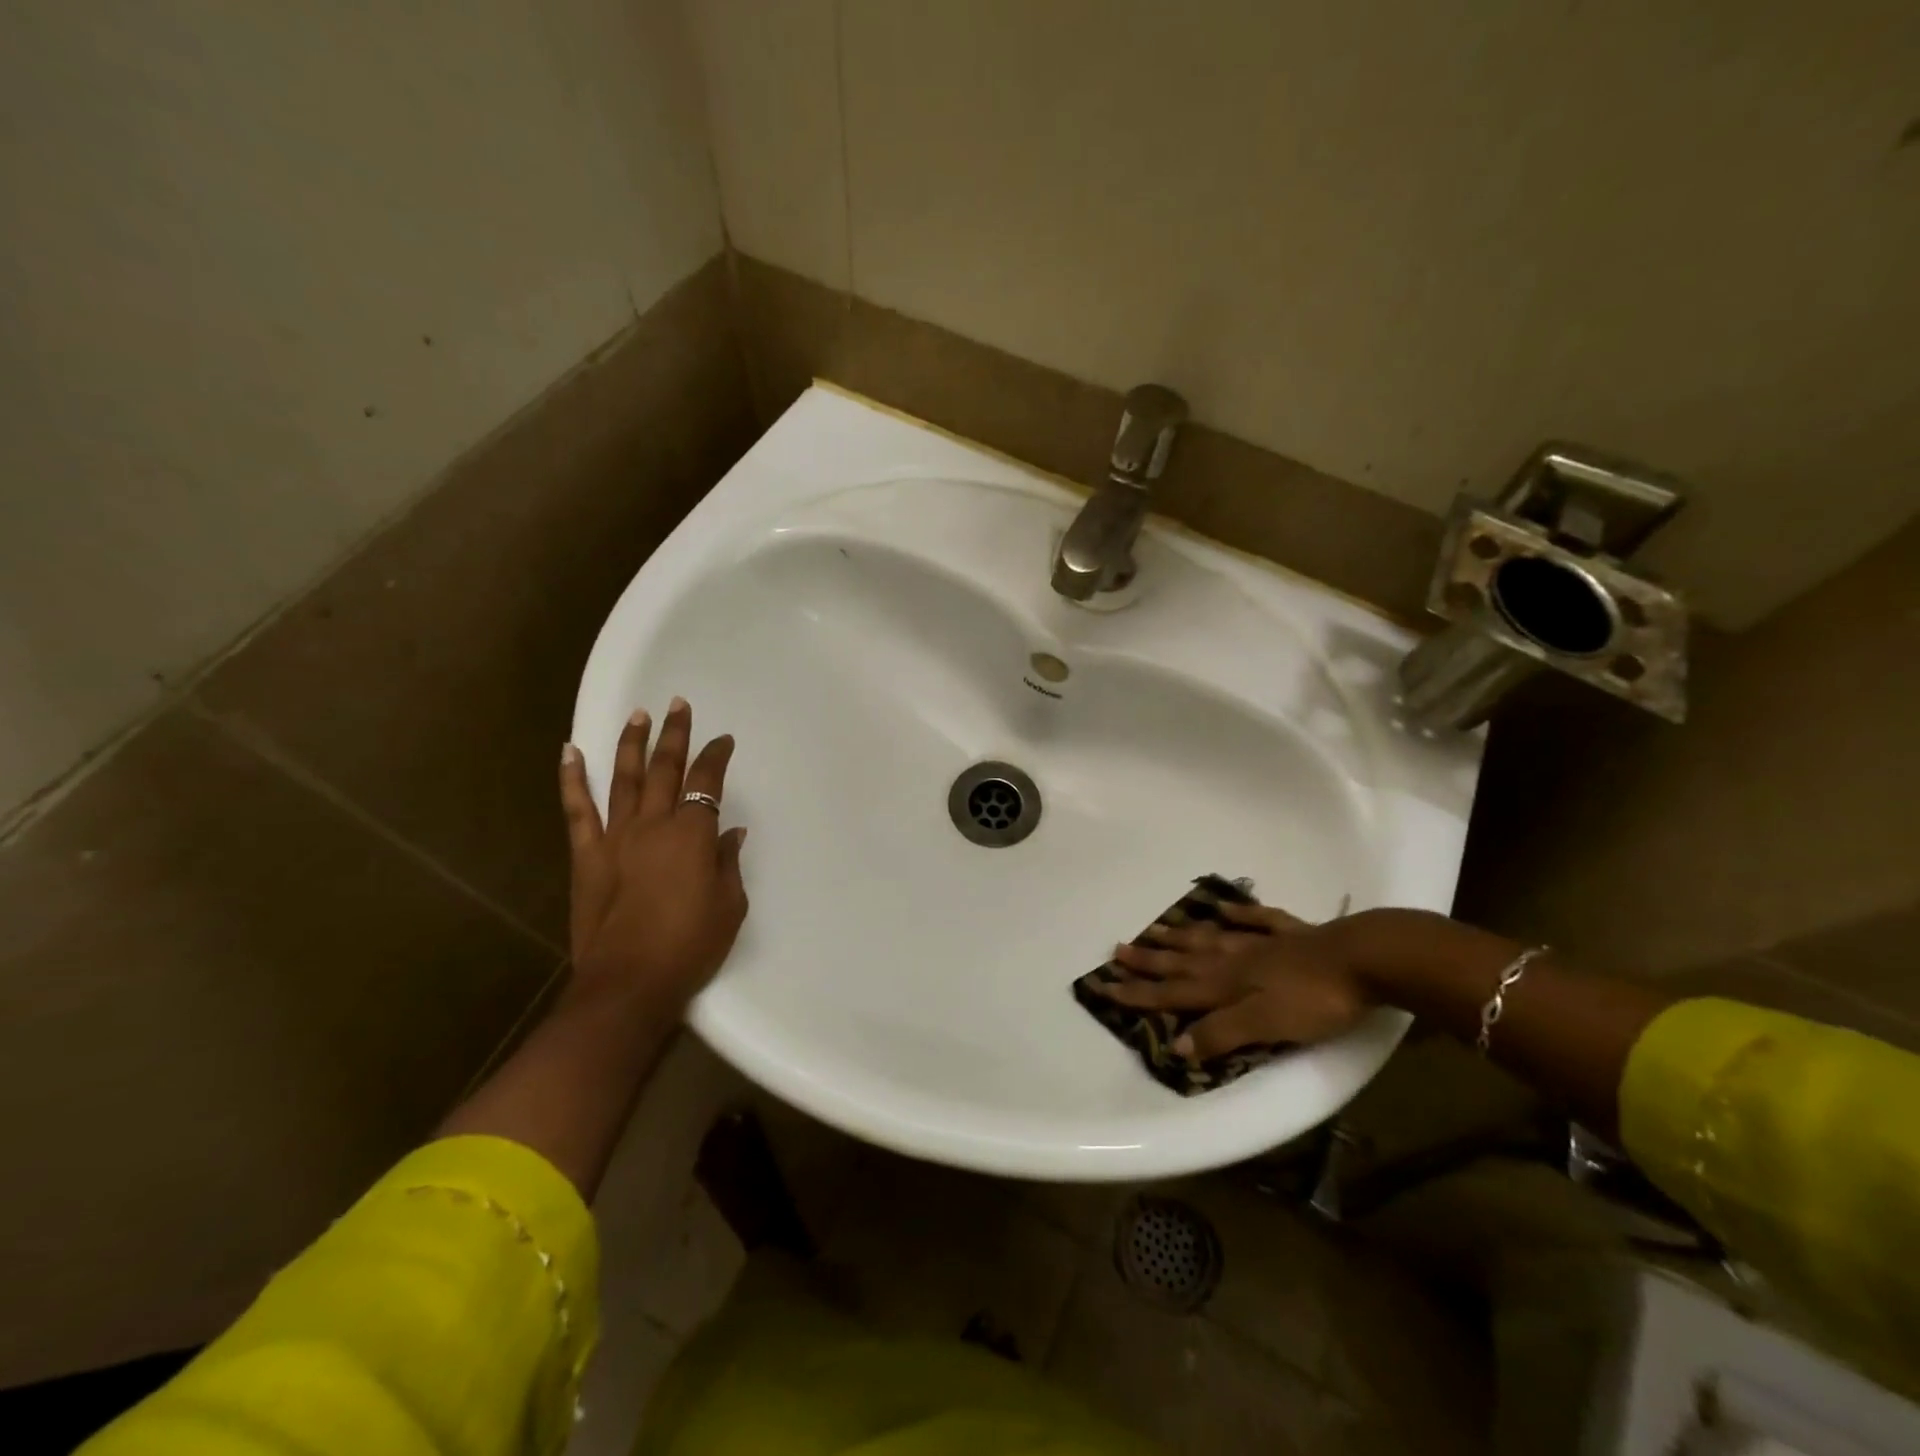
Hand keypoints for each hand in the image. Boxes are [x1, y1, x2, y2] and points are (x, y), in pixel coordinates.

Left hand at [559, 698, 748, 1010]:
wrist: (629, 982)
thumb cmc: (690, 945)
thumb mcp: (729, 905)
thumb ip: (728, 862)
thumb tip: (730, 832)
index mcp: (692, 834)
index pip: (707, 782)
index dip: (716, 756)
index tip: (723, 740)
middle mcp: (654, 824)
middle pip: (666, 768)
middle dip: (675, 734)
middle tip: (678, 705)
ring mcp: (615, 836)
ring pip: (625, 778)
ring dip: (632, 744)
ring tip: (638, 715)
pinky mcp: (587, 855)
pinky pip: (578, 809)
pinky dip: (573, 778)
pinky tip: (571, 752)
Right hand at [1099, 901, 1375, 1060]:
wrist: (1365, 958)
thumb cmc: (1315, 999)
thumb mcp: (1266, 1025)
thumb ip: (1222, 1033)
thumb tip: (1177, 1044)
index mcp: (1228, 985)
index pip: (1175, 991)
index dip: (1140, 992)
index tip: (1105, 986)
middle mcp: (1236, 960)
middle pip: (1186, 961)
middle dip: (1151, 960)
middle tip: (1118, 950)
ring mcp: (1263, 943)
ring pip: (1212, 939)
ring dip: (1182, 936)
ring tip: (1156, 928)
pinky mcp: (1292, 934)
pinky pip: (1256, 921)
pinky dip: (1237, 916)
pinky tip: (1224, 909)